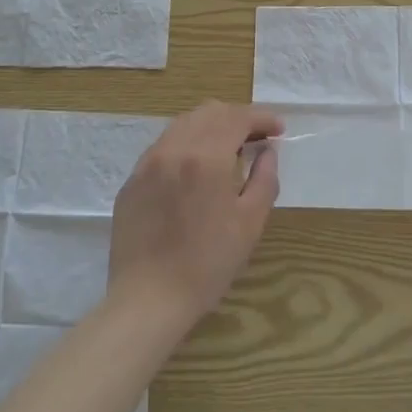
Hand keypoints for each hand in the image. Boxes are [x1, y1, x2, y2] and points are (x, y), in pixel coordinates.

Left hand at [108, 101, 282, 328]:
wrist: (148, 300)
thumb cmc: (208, 264)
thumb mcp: (250, 223)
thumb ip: (264, 179)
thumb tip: (267, 152)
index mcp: (206, 157)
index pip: (238, 118)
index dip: (262, 118)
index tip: (279, 130)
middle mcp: (174, 148)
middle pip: (210, 112)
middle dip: (237, 118)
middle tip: (256, 139)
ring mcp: (148, 163)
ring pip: (184, 124)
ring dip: (211, 127)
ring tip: (227, 151)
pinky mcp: (132, 180)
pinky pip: (164, 146)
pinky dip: (186, 144)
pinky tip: (195, 170)